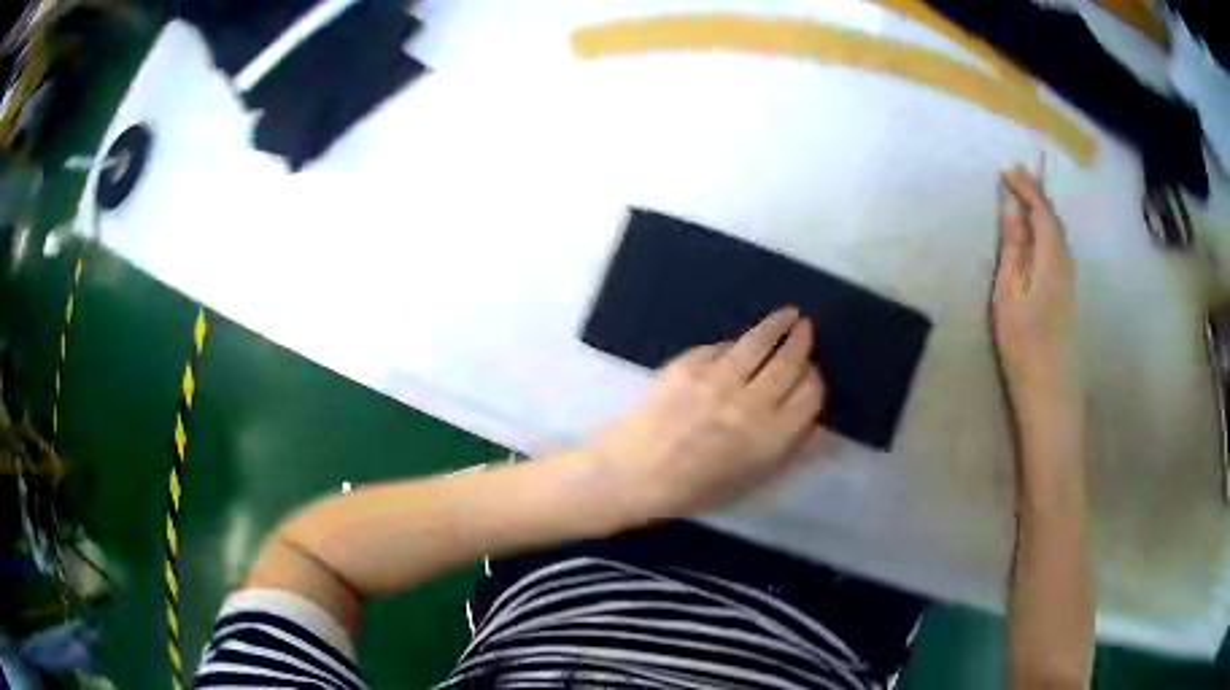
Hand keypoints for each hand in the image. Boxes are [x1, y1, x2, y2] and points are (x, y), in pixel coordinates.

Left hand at [591, 307, 824, 523]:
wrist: (630, 473)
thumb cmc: (691, 490)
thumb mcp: (749, 483)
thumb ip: (789, 452)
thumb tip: (817, 426)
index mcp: (770, 438)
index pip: (810, 395)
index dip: (815, 380)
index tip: (812, 374)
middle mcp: (750, 403)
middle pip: (789, 361)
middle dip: (802, 342)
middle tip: (806, 328)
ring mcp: (718, 378)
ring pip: (759, 341)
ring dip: (778, 325)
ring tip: (788, 315)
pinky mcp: (689, 363)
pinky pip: (723, 346)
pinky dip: (737, 344)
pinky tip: (741, 344)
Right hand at [991, 166, 1079, 424]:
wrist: (1050, 392)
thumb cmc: (1023, 346)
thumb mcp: (1009, 295)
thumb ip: (1013, 248)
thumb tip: (1011, 209)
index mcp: (1051, 260)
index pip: (1043, 212)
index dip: (1027, 188)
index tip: (1007, 171)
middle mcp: (1067, 263)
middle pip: (1055, 220)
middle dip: (1036, 194)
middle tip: (1015, 177)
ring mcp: (1070, 279)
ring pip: (1059, 233)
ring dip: (1042, 211)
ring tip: (1023, 198)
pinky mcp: (1068, 292)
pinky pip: (1060, 247)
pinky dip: (1047, 229)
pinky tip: (1036, 233)